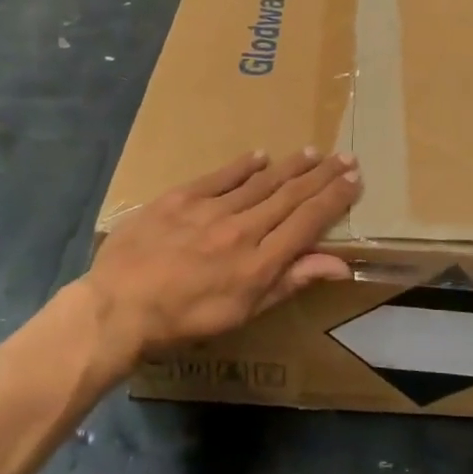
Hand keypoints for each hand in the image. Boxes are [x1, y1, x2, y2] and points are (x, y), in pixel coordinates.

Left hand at [84, 149, 361, 360]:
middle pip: (291, 195)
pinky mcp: (181, 198)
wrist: (118, 307)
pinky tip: (261, 155)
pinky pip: (220, 176)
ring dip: (290, 166)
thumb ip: (290, 282)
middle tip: (345, 158)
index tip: (354, 180)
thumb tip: (339, 264)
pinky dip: (243, 165)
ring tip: (312, 153)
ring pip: (261, 182)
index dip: (334, 198)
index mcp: (260, 262)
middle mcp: (242, 229)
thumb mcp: (243, 312)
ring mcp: (211, 210)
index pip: (308, 221)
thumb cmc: (184, 320)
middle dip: (322, 176)